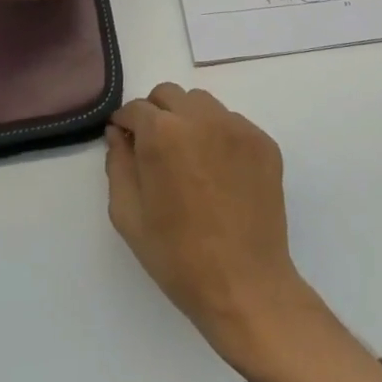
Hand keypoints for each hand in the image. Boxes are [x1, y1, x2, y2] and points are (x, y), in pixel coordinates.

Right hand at [105, 84, 317, 371]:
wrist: (245, 286)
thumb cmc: (177, 256)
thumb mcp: (128, 215)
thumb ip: (118, 165)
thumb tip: (118, 134)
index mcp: (162, 133)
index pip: (136, 108)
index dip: (125, 124)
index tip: (125, 142)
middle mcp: (201, 118)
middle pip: (170, 95)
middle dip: (155, 114)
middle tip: (154, 149)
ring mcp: (237, 128)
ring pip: (203, 104)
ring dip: (188, 119)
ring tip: (188, 158)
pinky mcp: (263, 143)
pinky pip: (232, 124)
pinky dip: (218, 136)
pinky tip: (218, 172)